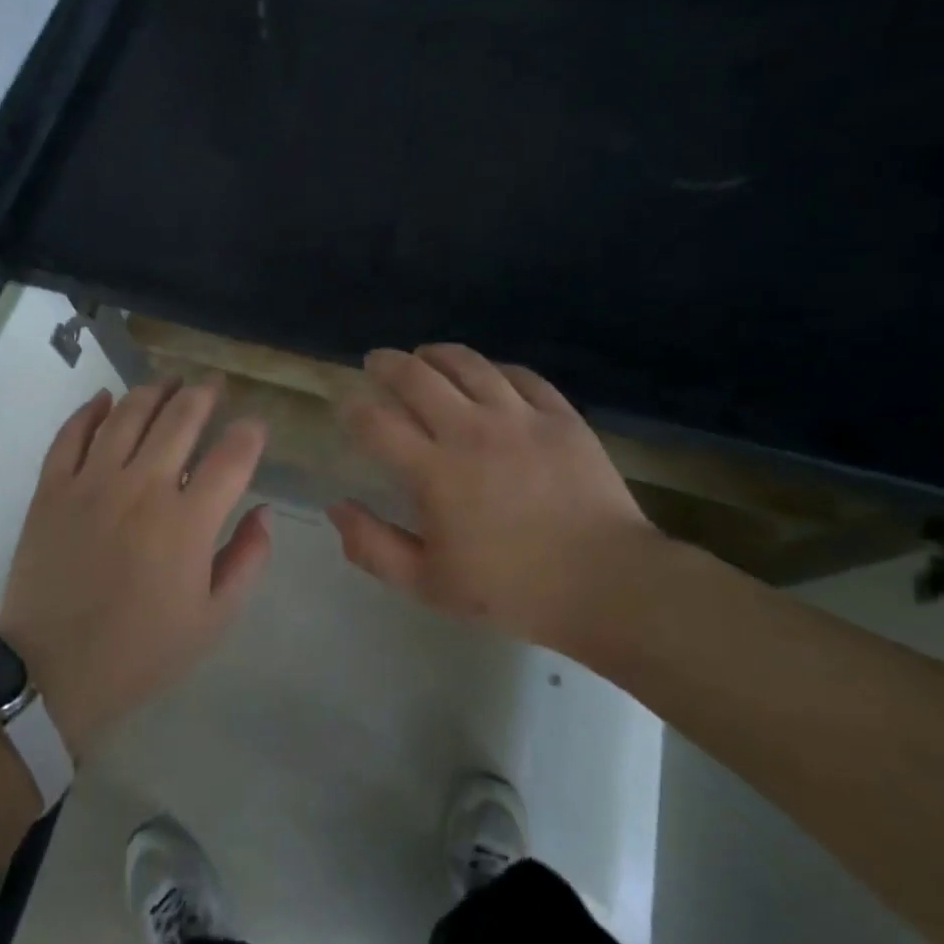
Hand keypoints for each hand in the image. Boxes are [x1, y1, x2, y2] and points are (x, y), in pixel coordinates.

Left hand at [0, 378, 270, 758]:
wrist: (51, 674)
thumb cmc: (141, 651)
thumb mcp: (213, 619)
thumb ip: (248, 559)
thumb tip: (264, 511)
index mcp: (188, 521)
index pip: (233, 455)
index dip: (251, 432)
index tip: (255, 426)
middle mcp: (143, 487)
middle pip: (181, 419)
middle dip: (205, 395)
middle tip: (214, 385)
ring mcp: (92, 482)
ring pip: (128, 414)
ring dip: (155, 390)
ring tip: (170, 381)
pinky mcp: (52, 488)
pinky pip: (71, 434)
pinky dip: (90, 410)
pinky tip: (105, 398)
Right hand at [326, 346, 665, 651]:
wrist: (607, 584)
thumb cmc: (512, 590)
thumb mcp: (429, 584)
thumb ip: (373, 546)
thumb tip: (337, 508)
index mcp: (435, 471)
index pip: (376, 422)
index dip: (352, 408)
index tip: (346, 405)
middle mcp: (471, 430)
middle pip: (416, 375)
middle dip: (386, 363)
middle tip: (376, 362)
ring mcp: (519, 417)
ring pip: (468, 363)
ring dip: (436, 354)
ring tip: (424, 356)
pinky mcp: (559, 415)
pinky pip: (520, 375)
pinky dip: (493, 369)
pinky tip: (487, 375)